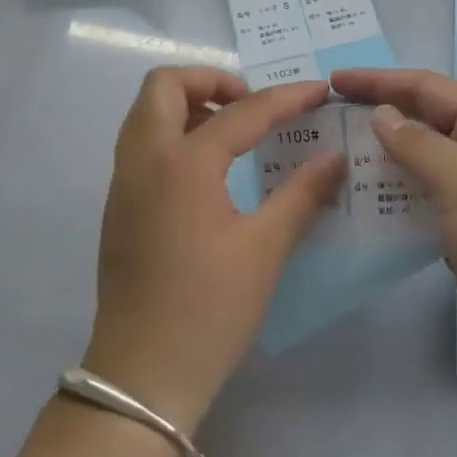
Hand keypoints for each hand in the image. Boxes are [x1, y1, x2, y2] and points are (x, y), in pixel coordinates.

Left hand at [84, 69, 345, 434]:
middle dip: (212, 80)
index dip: (286, 97)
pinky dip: (173, 132)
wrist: (141, 375)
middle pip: (166, 86)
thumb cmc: (210, 310)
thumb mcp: (265, 250)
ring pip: (147, 113)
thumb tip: (336, 158)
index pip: (241, 111)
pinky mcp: (119, 205)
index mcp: (182, 164)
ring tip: (234, 132)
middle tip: (252, 105)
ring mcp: (124, 181)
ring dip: (189, 105)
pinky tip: (210, 169)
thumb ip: (302, 194)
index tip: (319, 91)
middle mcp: (144, 159)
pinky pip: (143, 143)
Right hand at [332, 68, 456, 401]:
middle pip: (425, 122)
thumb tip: (383, 115)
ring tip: (335, 157)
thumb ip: (420, 144)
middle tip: (328, 117)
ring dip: (382, 158)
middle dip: (379, 115)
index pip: (430, 89)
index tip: (334, 81)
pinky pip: (423, 204)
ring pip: (422, 165)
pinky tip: (361, 204)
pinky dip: (393, 199)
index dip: (381, 81)